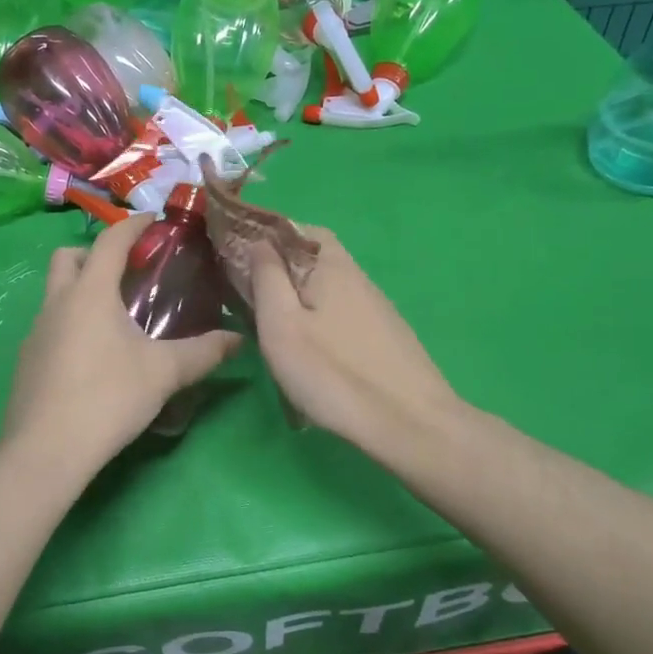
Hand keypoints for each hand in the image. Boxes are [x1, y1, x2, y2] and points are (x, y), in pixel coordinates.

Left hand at [3, 214, 241, 470]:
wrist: (45, 450)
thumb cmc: (108, 397)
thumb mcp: (164, 373)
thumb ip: (204, 352)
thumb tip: (239, 339)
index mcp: (90, 292)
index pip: (110, 241)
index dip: (133, 225)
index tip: (154, 222)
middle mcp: (57, 302)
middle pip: (69, 257)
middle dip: (96, 253)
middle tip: (127, 272)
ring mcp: (36, 331)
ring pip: (55, 291)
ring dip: (82, 289)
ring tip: (116, 316)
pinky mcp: (27, 359)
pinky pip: (50, 323)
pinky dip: (71, 321)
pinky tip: (94, 354)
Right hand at [247, 227, 463, 461]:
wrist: (410, 425)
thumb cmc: (333, 372)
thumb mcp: (282, 324)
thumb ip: (266, 277)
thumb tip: (259, 241)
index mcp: (333, 266)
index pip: (302, 229)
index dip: (271, 234)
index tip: (243, 253)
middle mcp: (359, 278)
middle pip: (316, 258)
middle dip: (283, 268)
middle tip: (252, 295)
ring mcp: (377, 309)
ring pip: (330, 288)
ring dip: (301, 296)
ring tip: (276, 325)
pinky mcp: (386, 337)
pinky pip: (343, 312)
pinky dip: (321, 318)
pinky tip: (312, 349)